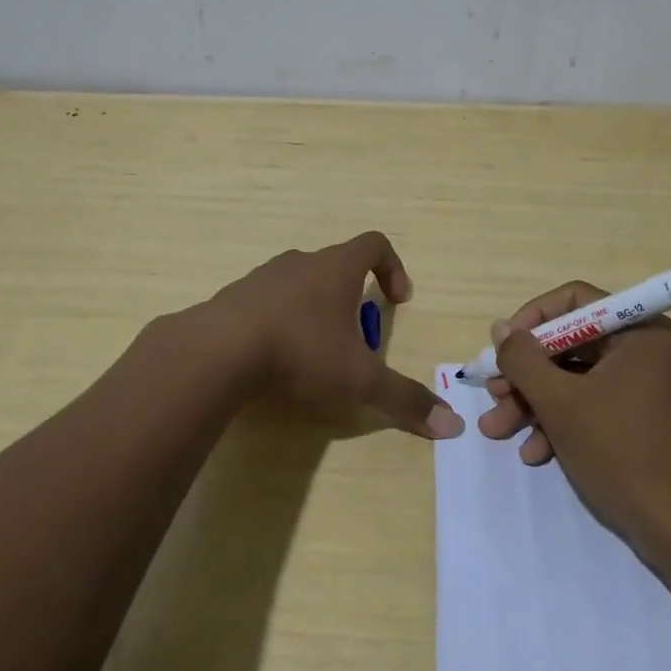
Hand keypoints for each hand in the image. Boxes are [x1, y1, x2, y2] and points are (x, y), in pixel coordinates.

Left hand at [205, 232, 463, 439]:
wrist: (217, 350)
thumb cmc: (300, 351)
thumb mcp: (359, 380)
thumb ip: (404, 399)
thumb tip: (453, 427)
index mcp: (336, 268)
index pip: (375, 244)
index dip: (393, 267)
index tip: (398, 301)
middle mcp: (301, 262)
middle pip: (337, 268)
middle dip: (353, 303)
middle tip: (355, 343)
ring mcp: (263, 276)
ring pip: (300, 284)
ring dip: (315, 312)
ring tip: (314, 354)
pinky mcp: (233, 297)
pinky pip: (267, 302)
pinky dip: (280, 322)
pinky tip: (274, 359)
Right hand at [477, 281, 670, 553]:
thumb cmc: (622, 453)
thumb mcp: (560, 402)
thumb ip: (523, 359)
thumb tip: (501, 330)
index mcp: (639, 331)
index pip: (575, 301)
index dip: (532, 319)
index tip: (503, 348)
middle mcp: (646, 350)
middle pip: (571, 344)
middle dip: (526, 374)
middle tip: (492, 394)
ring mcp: (646, 387)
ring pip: (576, 379)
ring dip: (535, 403)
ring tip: (498, 430)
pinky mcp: (642, 420)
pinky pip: (593, 405)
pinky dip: (561, 423)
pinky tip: (534, 453)